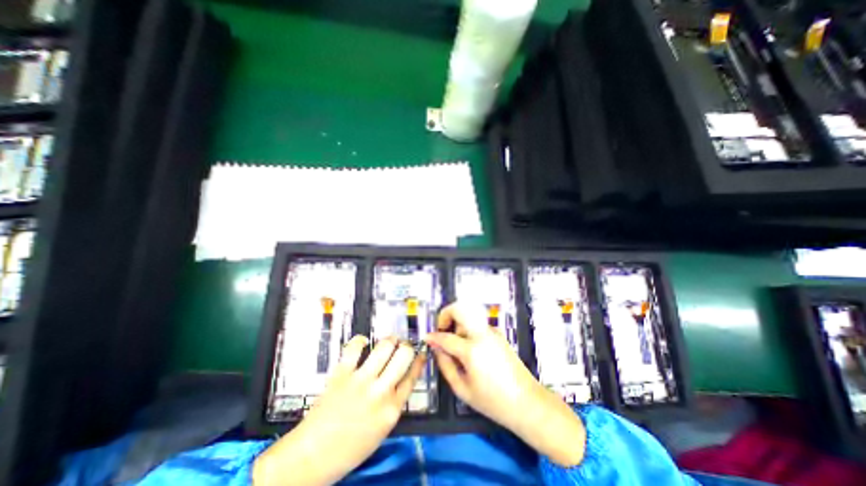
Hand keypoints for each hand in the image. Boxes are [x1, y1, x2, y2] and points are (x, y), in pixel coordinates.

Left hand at [250, 335, 424, 485]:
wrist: (312, 456)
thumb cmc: (349, 448)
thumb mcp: (382, 430)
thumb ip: (394, 403)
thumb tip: (401, 379)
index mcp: (392, 409)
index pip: (413, 376)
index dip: (419, 360)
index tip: (420, 352)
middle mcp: (380, 391)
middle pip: (404, 355)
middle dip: (406, 346)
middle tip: (403, 345)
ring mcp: (361, 380)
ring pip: (384, 346)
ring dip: (390, 340)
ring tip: (389, 341)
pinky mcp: (342, 373)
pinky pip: (355, 347)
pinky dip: (360, 341)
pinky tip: (363, 343)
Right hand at [428, 304, 588, 466]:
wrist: (527, 402)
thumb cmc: (493, 401)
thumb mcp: (463, 389)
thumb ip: (445, 365)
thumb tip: (436, 348)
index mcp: (472, 350)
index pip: (446, 337)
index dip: (433, 336)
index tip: (426, 337)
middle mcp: (482, 334)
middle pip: (460, 309)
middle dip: (446, 315)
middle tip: (442, 331)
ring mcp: (492, 332)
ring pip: (468, 316)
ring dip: (458, 324)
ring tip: (456, 345)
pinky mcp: (498, 334)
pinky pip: (477, 325)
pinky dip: (468, 329)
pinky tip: (470, 349)